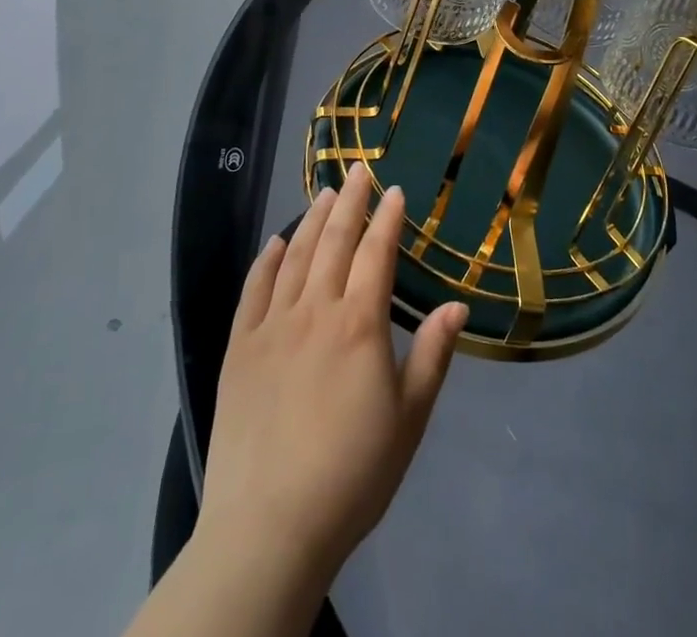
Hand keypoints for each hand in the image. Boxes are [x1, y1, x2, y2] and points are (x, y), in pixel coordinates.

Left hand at [196, 173, 467, 591]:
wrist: (269, 526)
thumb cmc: (352, 474)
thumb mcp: (409, 419)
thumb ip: (432, 355)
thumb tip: (458, 304)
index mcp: (359, 324)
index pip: (377, 253)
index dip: (388, 218)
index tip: (395, 190)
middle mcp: (315, 310)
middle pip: (335, 241)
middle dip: (350, 201)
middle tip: (357, 170)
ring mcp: (272, 325)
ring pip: (295, 256)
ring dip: (311, 219)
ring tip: (323, 192)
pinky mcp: (238, 347)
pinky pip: (254, 289)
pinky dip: (266, 259)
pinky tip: (276, 241)